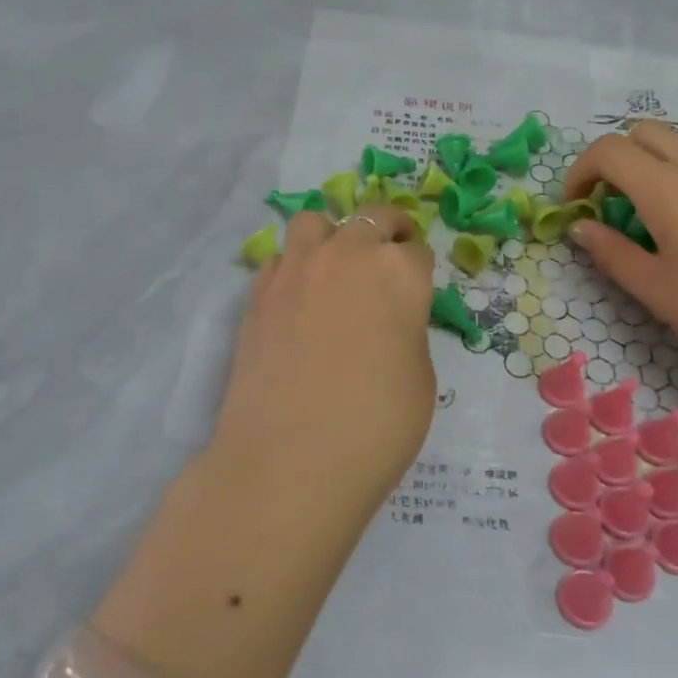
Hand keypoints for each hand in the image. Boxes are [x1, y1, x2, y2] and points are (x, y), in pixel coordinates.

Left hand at [210, 204, 436, 511]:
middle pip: (372, 217)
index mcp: (399, 272)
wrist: (291, 459)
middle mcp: (349, 254)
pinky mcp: (258, 293)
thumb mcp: (420, 377)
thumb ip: (407, 329)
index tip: (416, 289)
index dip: (419, 271)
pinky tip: (297, 300)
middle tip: (386, 259)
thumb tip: (390, 319)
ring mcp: (297, 269)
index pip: (417, 251)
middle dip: (386, 232)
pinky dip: (293, 268)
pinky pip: (279, 259)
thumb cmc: (376, 426)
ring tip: (334, 267)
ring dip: (331, 236)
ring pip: (315, 222)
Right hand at [562, 122, 677, 391]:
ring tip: (645, 219)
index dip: (579, 172)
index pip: (608, 150)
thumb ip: (611, 252)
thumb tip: (581, 227)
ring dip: (647, 167)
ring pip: (676, 146)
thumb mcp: (655, 289)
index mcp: (666, 188)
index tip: (575, 208)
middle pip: (643, 132)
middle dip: (613, 158)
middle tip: (607, 203)